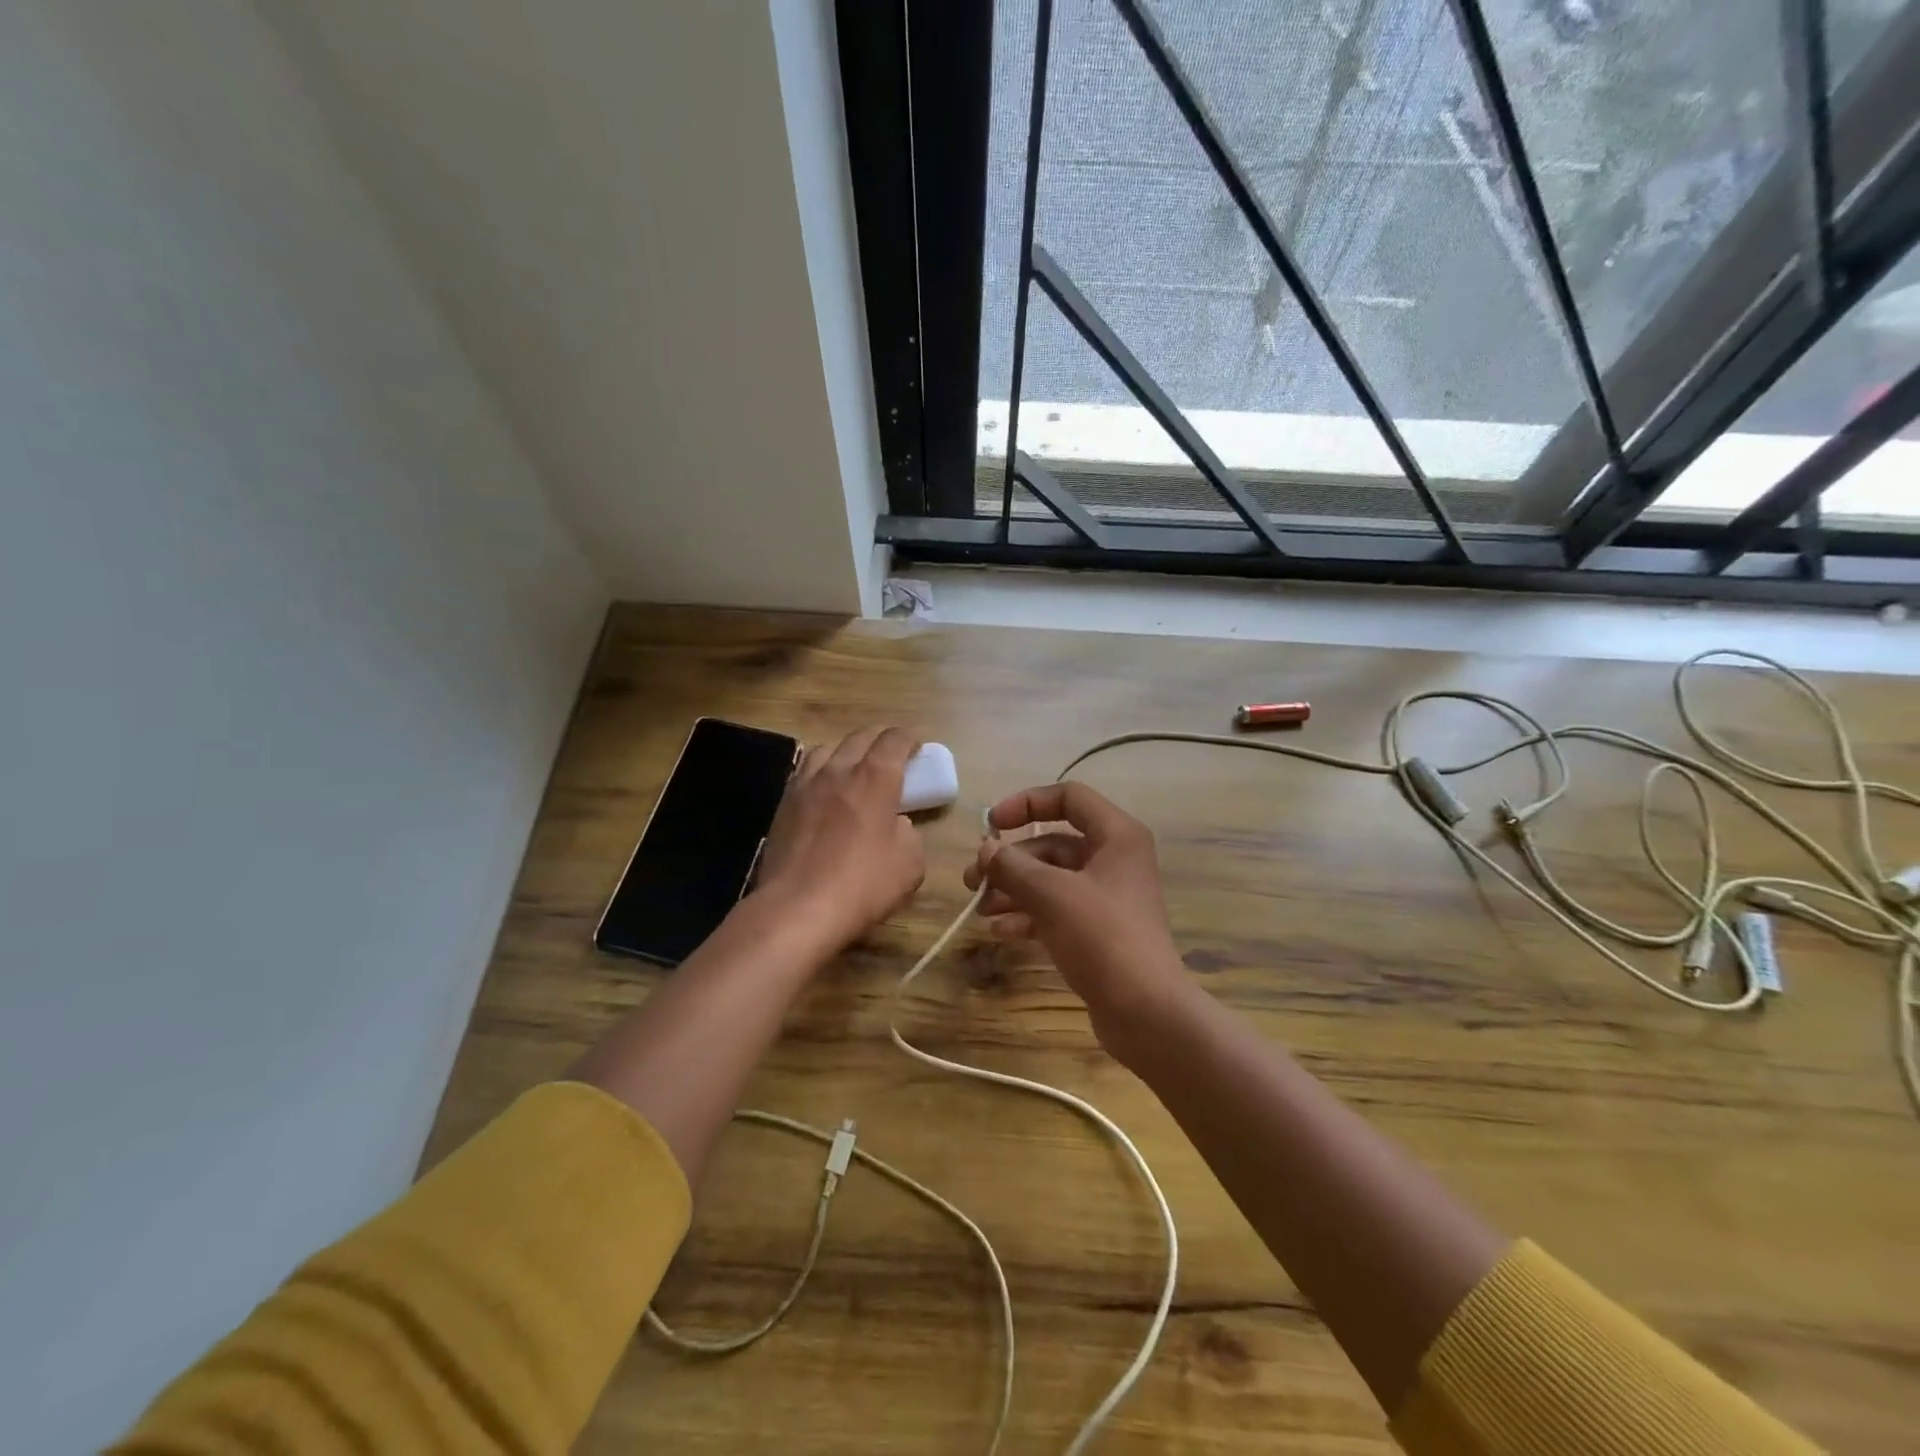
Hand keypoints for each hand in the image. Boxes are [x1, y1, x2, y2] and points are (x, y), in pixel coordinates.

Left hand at [752, 726, 924, 951]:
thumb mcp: (910, 863)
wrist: (797, 908)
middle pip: (860, 737)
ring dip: (846, 751)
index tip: (917, 747)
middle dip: (880, 739)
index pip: (894, 739)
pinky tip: (824, 791)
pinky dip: (821, 772)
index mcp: (874, 778)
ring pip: (827, 749)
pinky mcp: (783, 805)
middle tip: (891, 754)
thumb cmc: (862, 884)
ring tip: (853, 768)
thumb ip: (909, 834)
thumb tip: (897, 825)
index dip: (909, 738)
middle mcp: (838, 770)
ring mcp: (805, 785)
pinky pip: (805, 772)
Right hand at [963, 781, 1188, 1053]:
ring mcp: (1108, 897)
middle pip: (1053, 844)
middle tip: (972, 880)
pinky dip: (1029, 915)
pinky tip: (1000, 931)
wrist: (1146, 1011)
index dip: (1027, 803)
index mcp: (1116, 835)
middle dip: (1010, 861)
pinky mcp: (1100, 931)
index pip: (1068, 797)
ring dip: (1014, 890)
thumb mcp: (1051, 894)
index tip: (991, 824)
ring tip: (979, 909)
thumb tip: (986, 849)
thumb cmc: (1102, 936)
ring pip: (1052, 880)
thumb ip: (1012, 866)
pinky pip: (1057, 910)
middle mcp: (1115, 859)